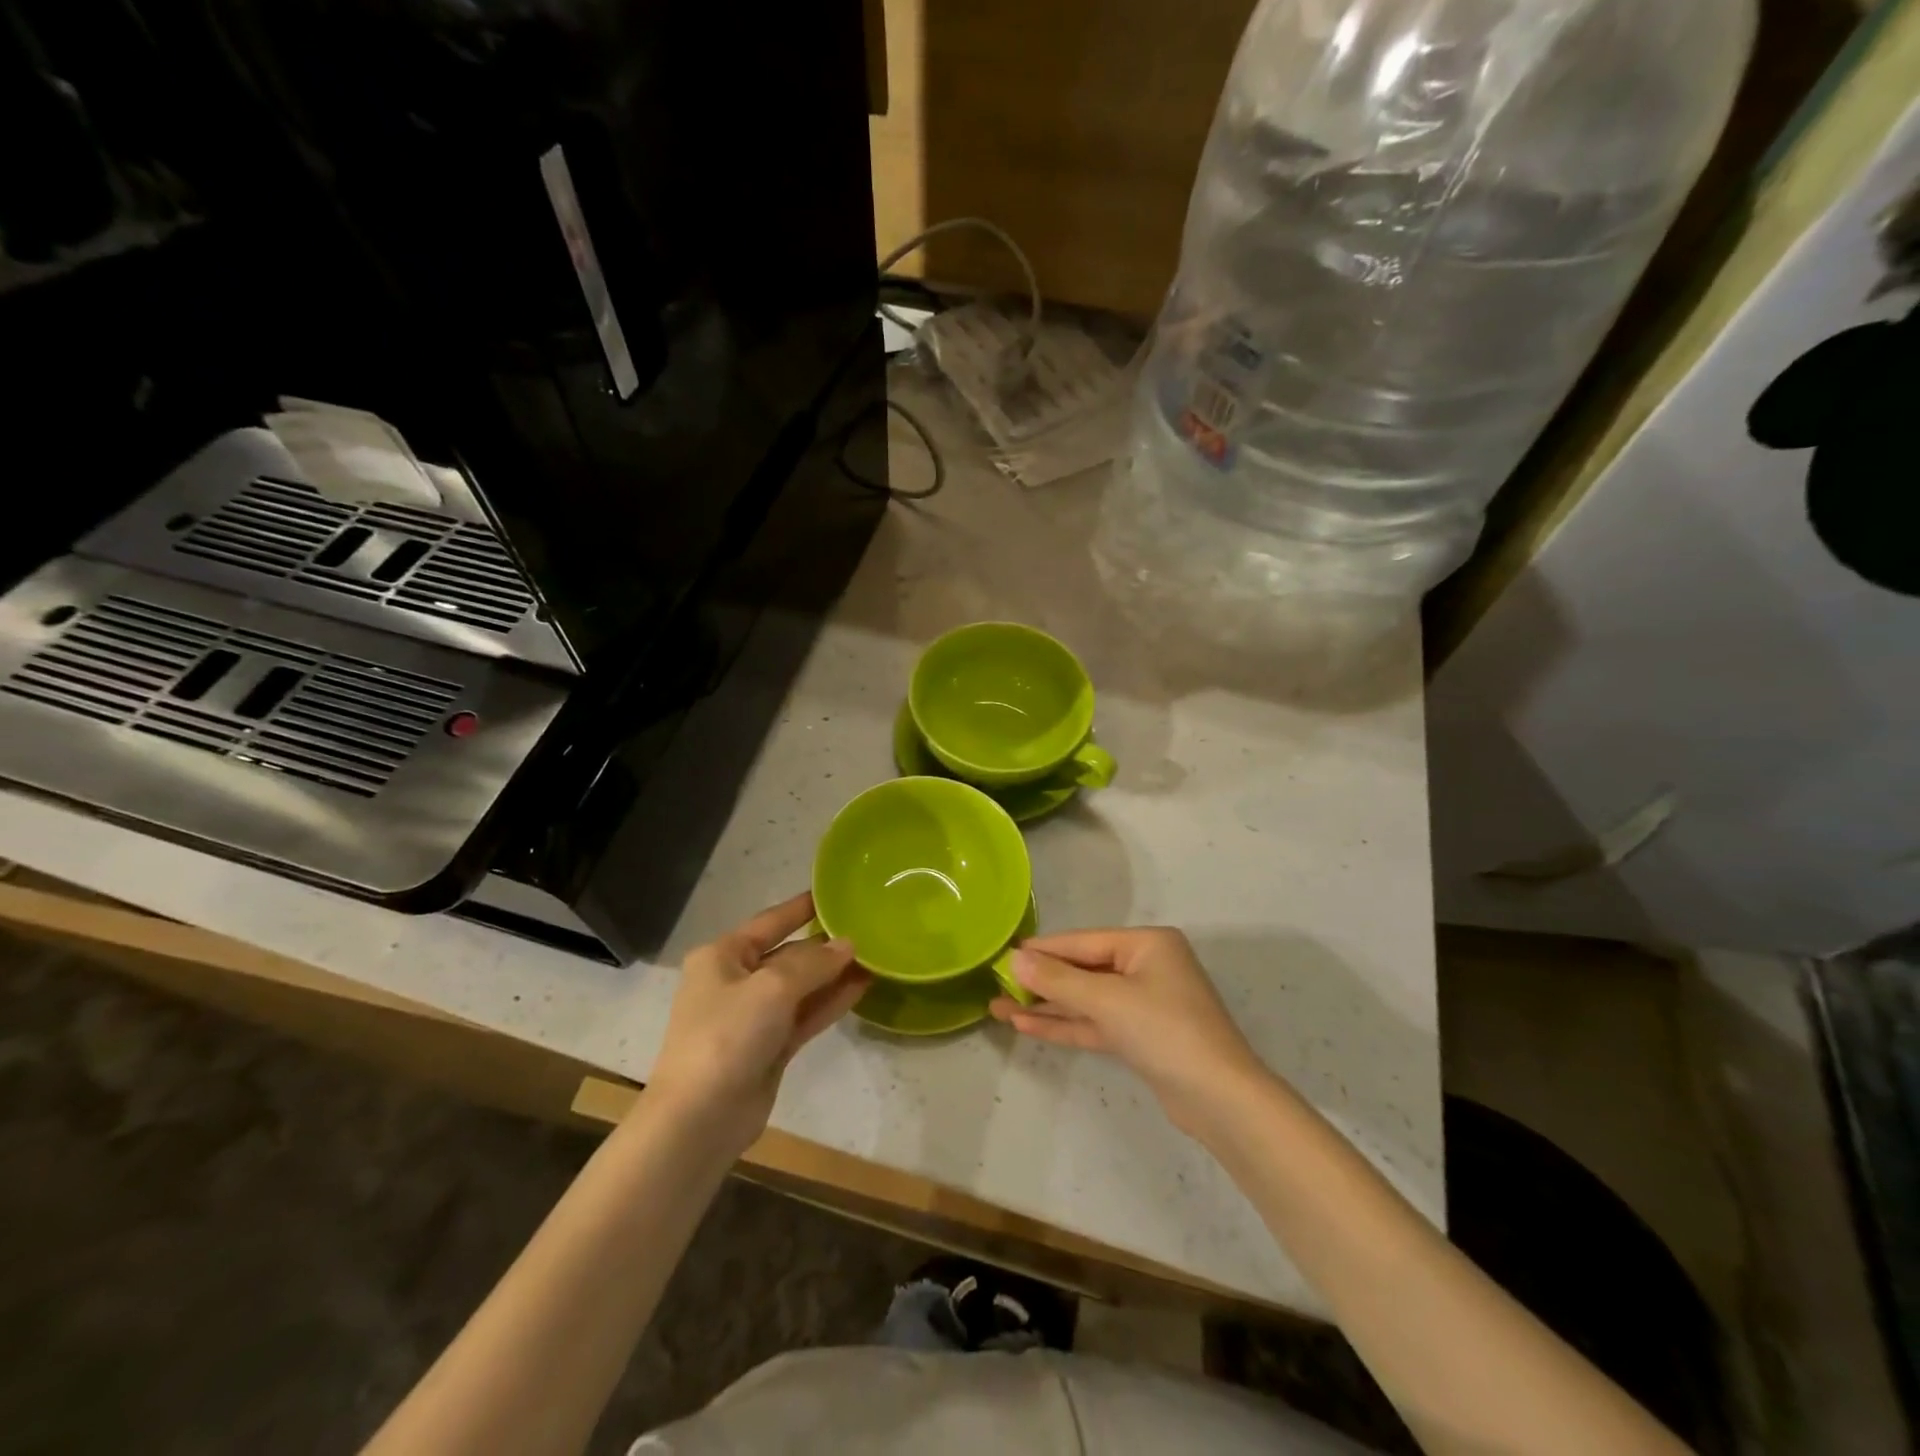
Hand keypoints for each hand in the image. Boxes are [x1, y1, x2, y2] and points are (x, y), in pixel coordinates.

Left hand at [647, 893, 868, 1153]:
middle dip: (825, 946)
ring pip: (800, 987)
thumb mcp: (773, 987)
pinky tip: (861, 988)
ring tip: (874, 957)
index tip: (833, 893)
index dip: (801, 908)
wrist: (699, 1119)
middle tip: (868, 929)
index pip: (769, 922)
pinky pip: (804, 1015)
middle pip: (787, 955)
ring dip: (833, 975)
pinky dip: (829, 1002)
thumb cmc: (728, 1035)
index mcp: (722, 956)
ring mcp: (752, 1017)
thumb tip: (848, 944)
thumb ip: (814, 963)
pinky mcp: (768, 1048)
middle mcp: (735, 981)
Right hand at [989, 927, 1267, 1134]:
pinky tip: (1027, 1025)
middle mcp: (1146, 967)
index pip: (1082, 942)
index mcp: (1147, 944)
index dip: (1041, 950)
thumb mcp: (1108, 1000)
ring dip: (1046, 1005)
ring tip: (999, 1007)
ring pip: (1085, 999)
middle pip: (1083, 969)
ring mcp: (1144, 1004)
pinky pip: (1095, 1023)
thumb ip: (1058, 979)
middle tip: (995, 984)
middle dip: (1040, 981)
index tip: (1003, 954)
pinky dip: (1065, 1024)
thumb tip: (1014, 959)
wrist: (1220, 1100)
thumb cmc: (1166, 1032)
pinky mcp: (1140, 1037)